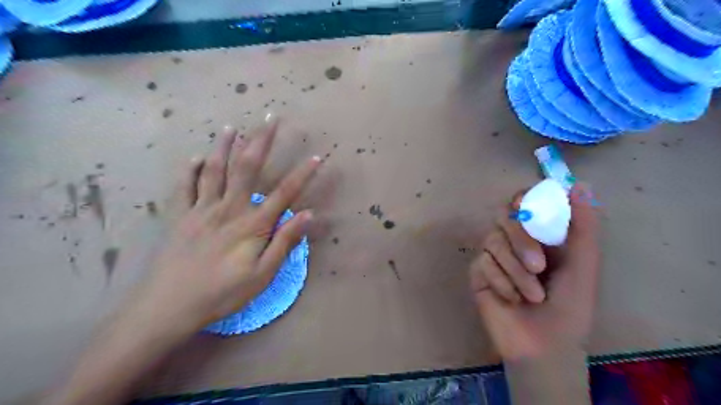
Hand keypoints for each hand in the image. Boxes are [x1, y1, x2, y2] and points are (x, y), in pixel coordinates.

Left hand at [124, 117, 320, 337]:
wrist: (169, 306)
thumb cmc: (223, 293)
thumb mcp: (263, 275)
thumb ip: (284, 242)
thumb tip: (307, 215)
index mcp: (252, 224)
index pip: (284, 193)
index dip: (303, 174)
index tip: (317, 157)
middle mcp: (229, 208)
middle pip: (247, 167)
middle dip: (261, 141)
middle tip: (271, 119)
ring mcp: (201, 209)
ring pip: (215, 169)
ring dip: (225, 146)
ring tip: (232, 127)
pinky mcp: (180, 216)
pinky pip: (185, 186)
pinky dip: (191, 169)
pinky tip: (197, 158)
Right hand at [471, 185, 600, 358]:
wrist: (544, 345)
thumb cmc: (571, 306)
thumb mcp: (584, 264)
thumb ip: (583, 225)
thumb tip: (580, 184)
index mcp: (541, 234)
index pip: (524, 202)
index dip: (524, 199)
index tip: (528, 208)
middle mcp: (515, 240)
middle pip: (504, 217)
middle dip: (521, 241)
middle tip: (539, 266)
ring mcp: (494, 255)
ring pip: (492, 241)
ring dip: (515, 270)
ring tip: (533, 296)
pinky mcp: (478, 271)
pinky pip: (483, 263)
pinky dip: (501, 282)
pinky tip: (511, 300)